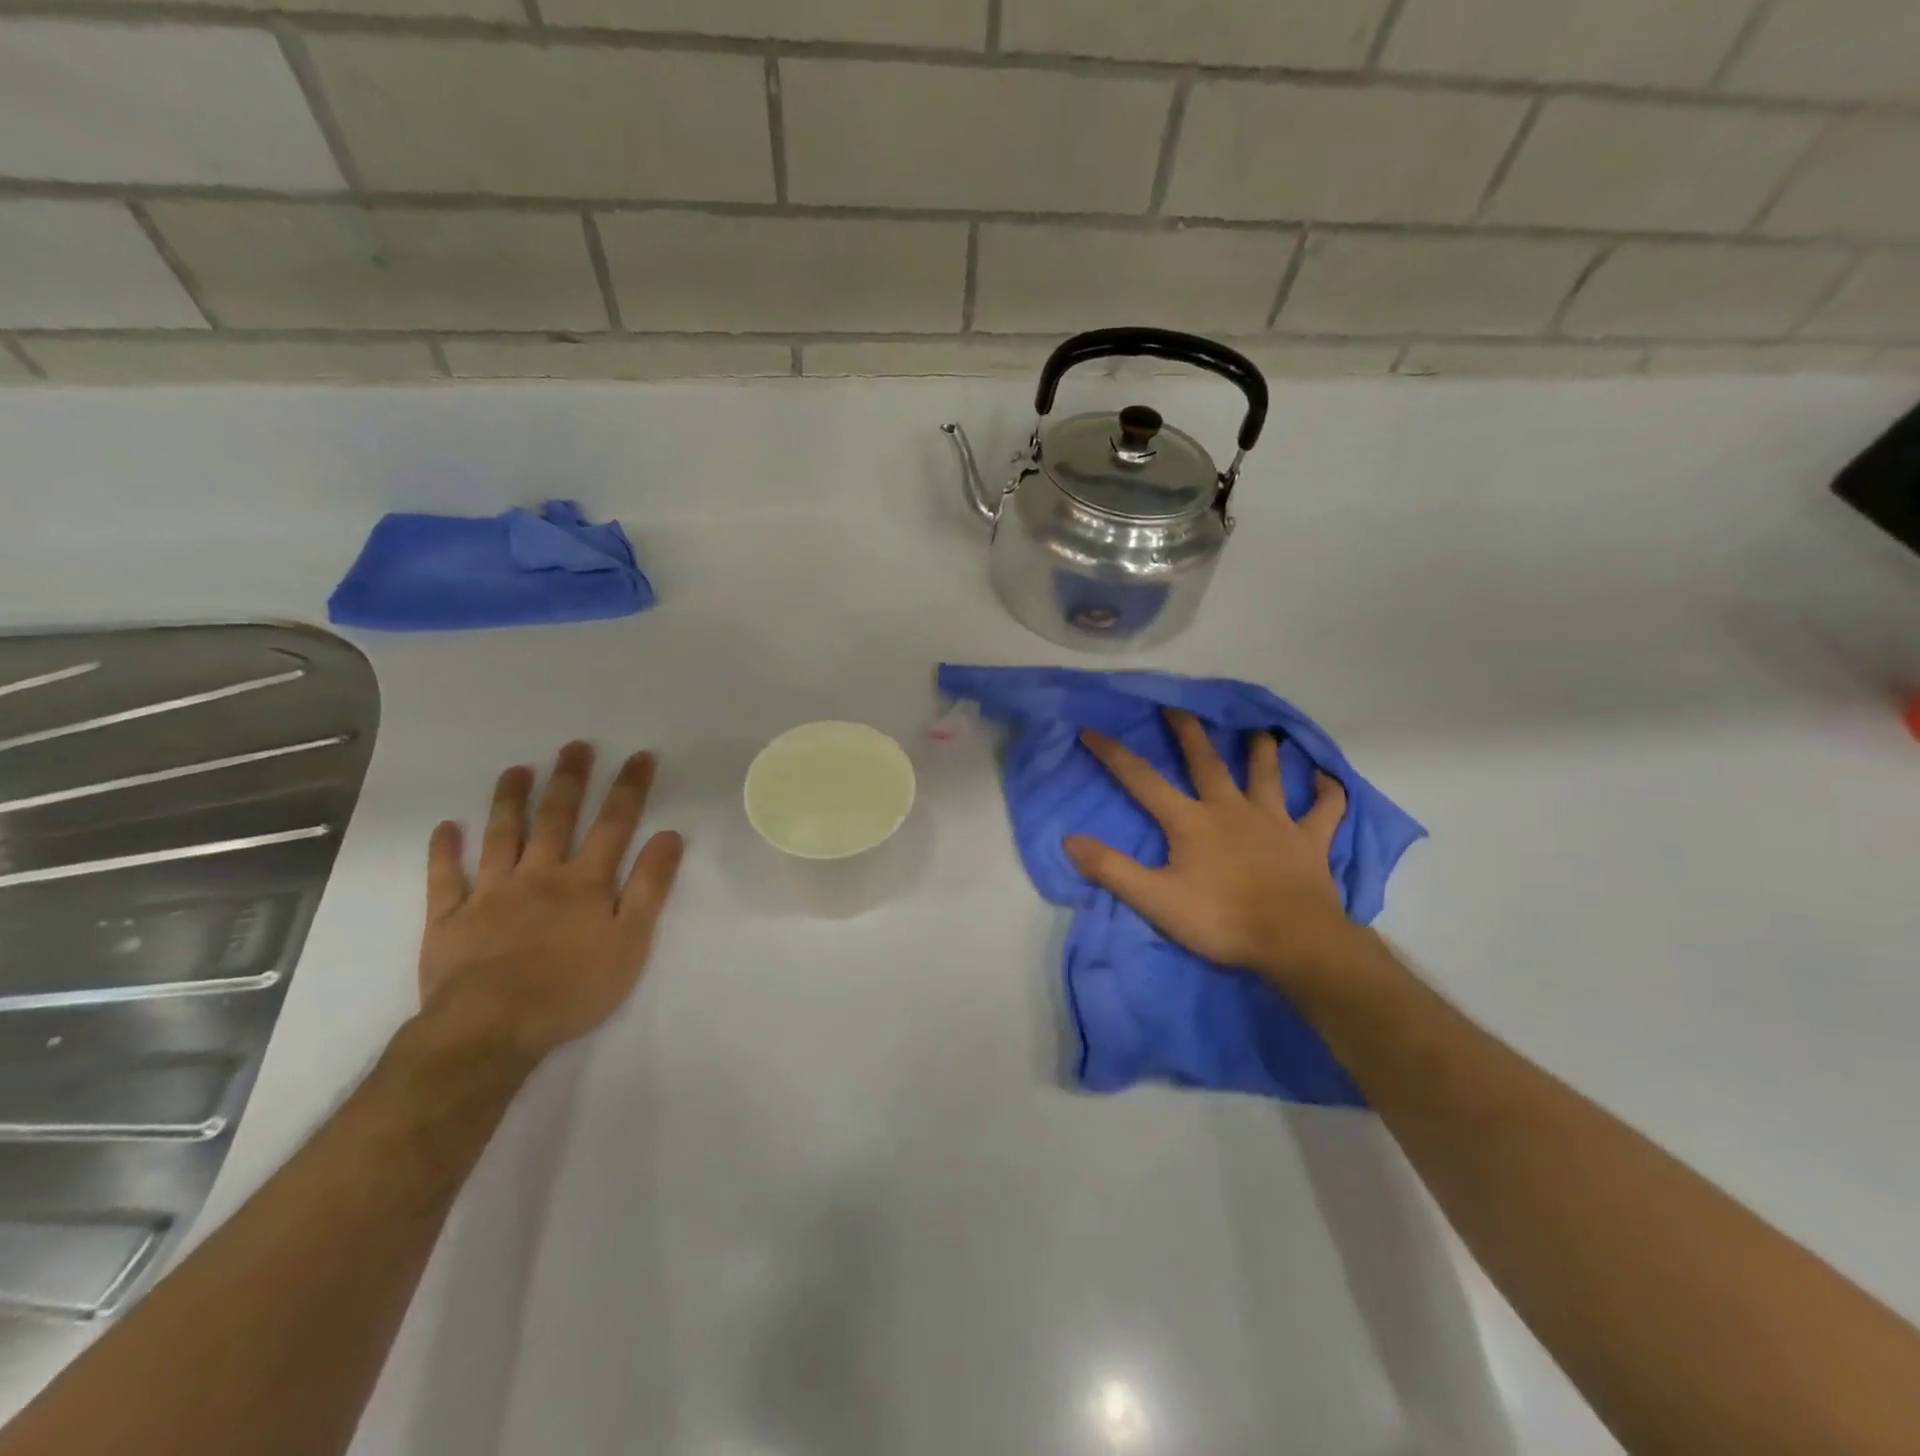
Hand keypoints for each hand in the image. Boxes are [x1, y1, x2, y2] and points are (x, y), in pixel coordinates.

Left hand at [417, 741, 684, 1061]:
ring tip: (516, 770)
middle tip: (575, 747)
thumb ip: (650, 886)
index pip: (614, 824)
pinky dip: (444, 851)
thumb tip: (669, 836)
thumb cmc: (573, 988)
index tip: (640, 757)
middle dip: (569, 780)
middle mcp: (539, 875)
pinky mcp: (450, 919)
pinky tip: (446, 828)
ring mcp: (490, 893)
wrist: (493, 1027)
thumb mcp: (631, 941)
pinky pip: (445, 878)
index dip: (629, 789)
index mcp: (585, 883)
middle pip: (556, 819)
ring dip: (509, 801)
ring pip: (501, 837)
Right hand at [1065, 710, 1357, 988]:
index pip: (1143, 781)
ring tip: (1259, 730)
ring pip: (1268, 774)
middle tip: (1178, 705)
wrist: (1294, 941)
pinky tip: (1328, 779)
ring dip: (1262, 750)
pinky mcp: (1310, 840)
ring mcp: (1275, 820)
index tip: (1091, 730)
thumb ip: (1111, 869)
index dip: (1114, 754)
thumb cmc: (1221, 920)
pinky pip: (1325, 809)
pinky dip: (1327, 792)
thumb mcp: (1155, 900)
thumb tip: (1070, 840)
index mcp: (1191, 821)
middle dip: (1188, 731)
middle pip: (1206, 761)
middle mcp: (1231, 809)